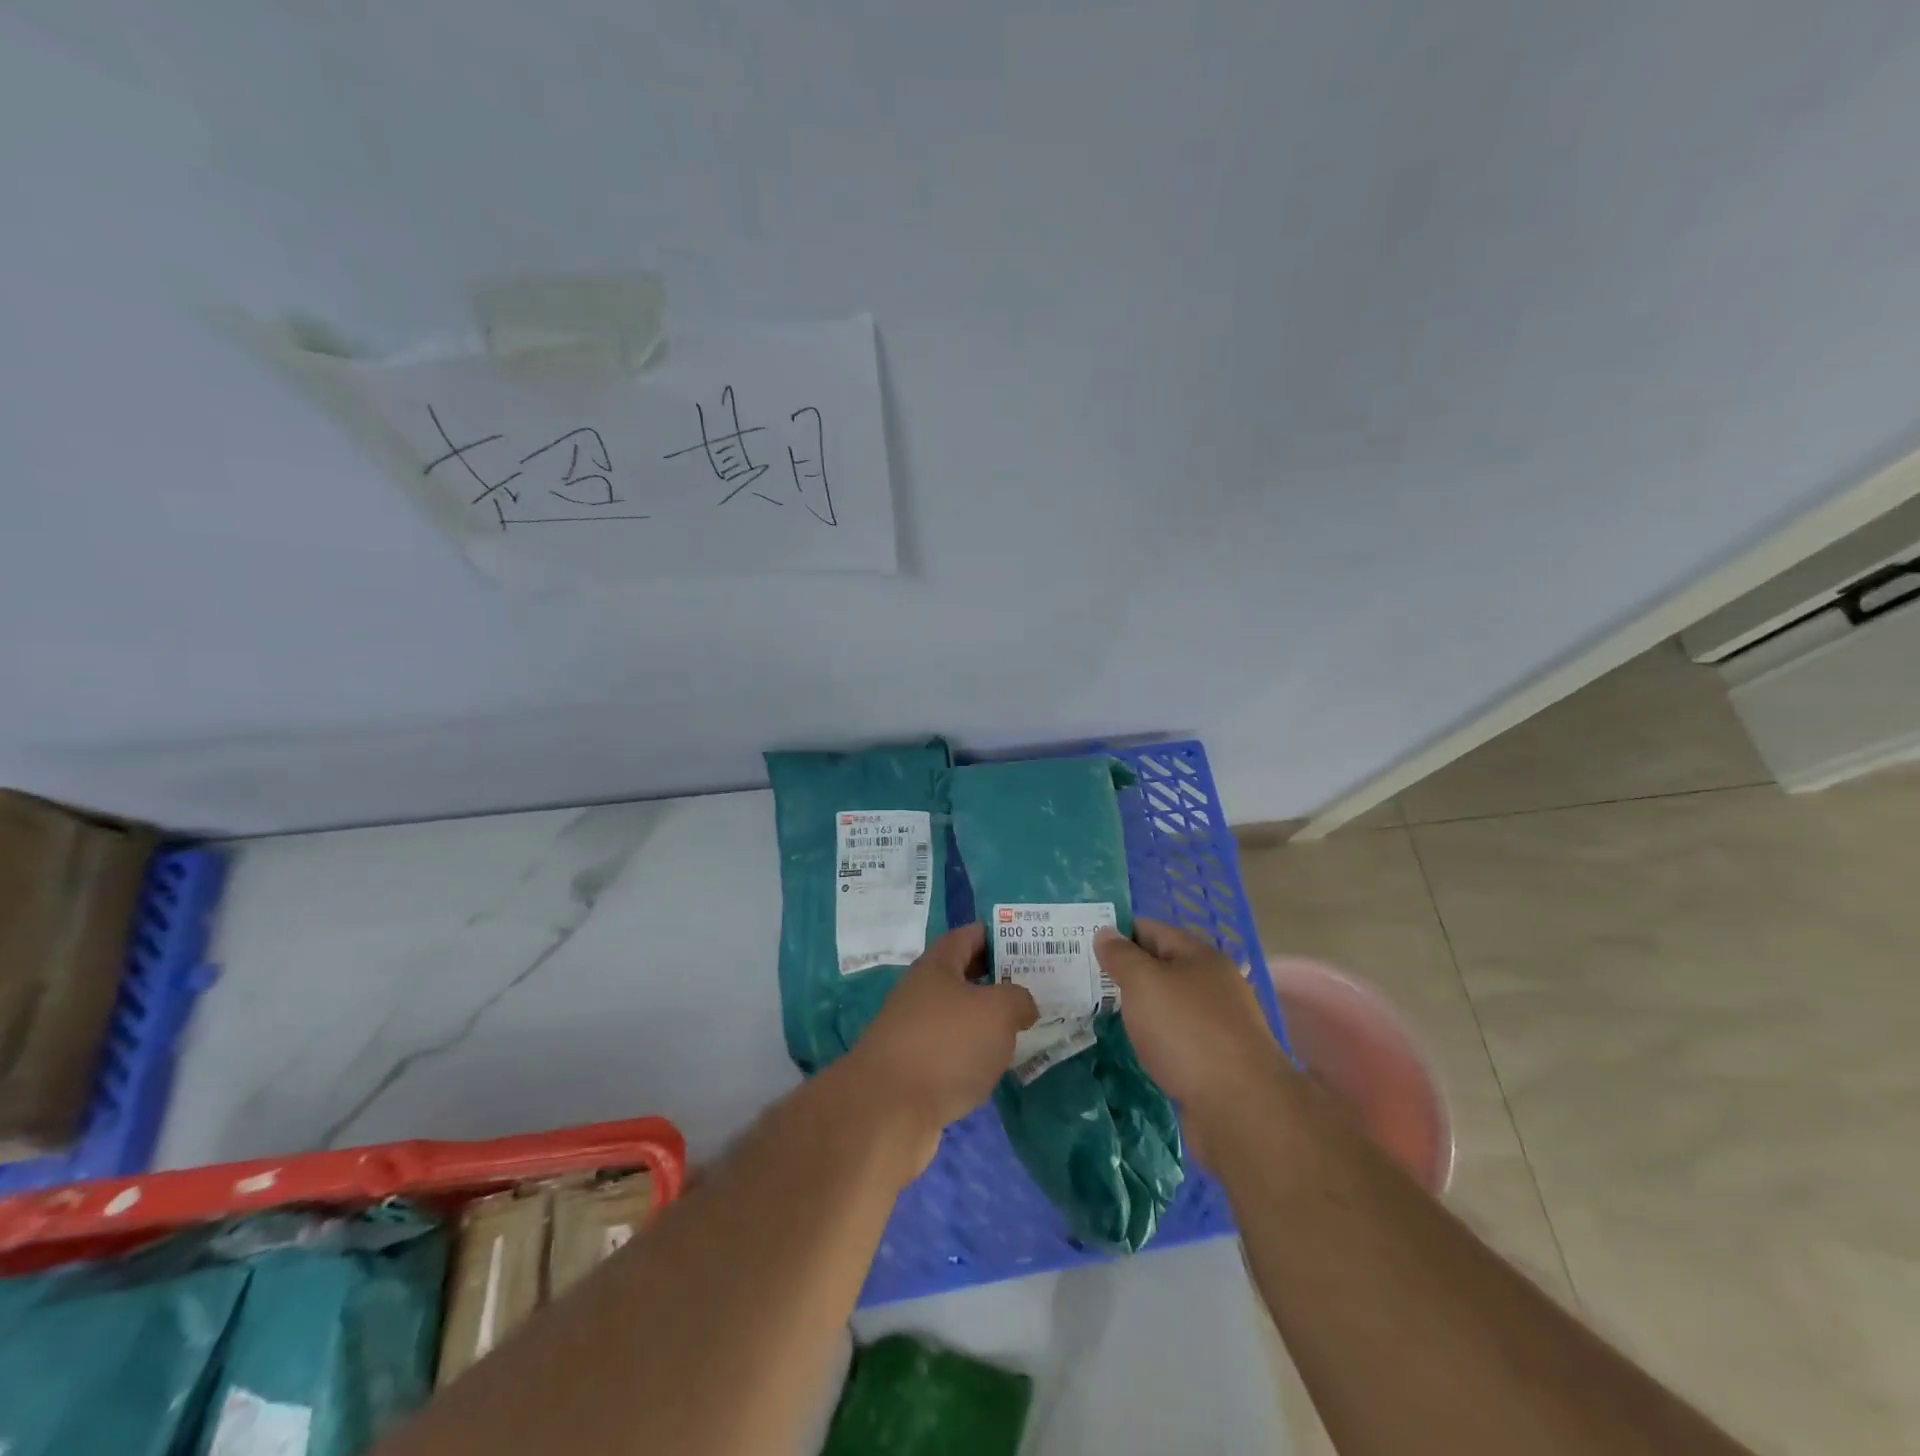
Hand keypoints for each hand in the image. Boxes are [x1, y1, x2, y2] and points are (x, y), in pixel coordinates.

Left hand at [845, 923, 1038, 1173]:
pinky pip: (951, 1052)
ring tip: (1023, 1028)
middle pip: (962, 976)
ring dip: (986, 1021)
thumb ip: (1017, 999)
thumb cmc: (946, 1045)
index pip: (967, 936)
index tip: (1027, 944)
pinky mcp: (913, 1071)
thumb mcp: (997, 1011)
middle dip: (996, 980)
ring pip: (958, 1017)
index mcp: (936, 966)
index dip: (996, 935)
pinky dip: (973, 1056)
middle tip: (1035, 987)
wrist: (887, 1111)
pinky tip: (994, 1067)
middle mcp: (921, 993)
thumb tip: (1021, 1004)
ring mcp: (913, 1033)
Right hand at [1094, 918, 1291, 1158]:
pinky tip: (1134, 1046)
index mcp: (1200, 957)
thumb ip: (1121, 956)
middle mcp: (1213, 985)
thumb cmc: (1187, 1031)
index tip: (1081, 943)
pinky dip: (1154, 1038)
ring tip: (1100, 1012)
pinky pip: (1175, 1038)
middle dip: (1125, 971)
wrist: (1241, 1108)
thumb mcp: (1144, 983)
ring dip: (1139, 1007)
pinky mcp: (1216, 1061)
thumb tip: (1105, 932)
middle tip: (1083, 979)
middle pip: (1161, 967)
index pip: (1151, 930)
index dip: (1117, 932)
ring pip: (1168, 1005)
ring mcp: (1218, 1025)